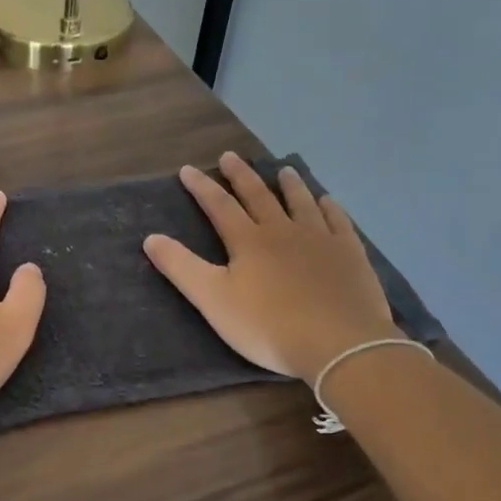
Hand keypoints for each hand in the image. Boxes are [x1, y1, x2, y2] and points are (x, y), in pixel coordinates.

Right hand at [144, 152, 396, 380]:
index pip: (219, 206)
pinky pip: (338, 222)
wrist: (338, 343)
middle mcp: (283, 231)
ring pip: (301, 203)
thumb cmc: (268, 325)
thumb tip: (151, 237)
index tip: (188, 170)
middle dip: (241, 176)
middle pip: (259, 196)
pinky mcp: (350, 254)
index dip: (202, 187)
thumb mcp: (213, 300)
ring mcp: (320, 240)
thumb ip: (181, 267)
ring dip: (290, 185)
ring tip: (284, 169)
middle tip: (230, 156)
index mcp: (248, 241)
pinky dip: (330, 208)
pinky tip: (328, 201)